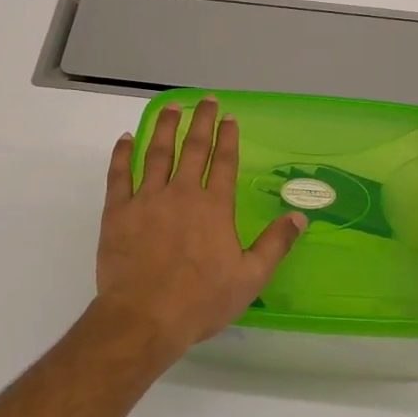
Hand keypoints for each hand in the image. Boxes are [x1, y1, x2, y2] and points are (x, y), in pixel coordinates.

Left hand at [93, 97, 306, 359]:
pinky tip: (125, 139)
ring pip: (156, 153)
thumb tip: (300, 217)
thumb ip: (275, 244)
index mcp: (214, 207)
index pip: (224, 162)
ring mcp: (147, 199)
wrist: (144, 316)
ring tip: (170, 107)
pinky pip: (119, 174)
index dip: (228, 137)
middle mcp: (181, 193)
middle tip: (205, 100)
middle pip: (193, 148)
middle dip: (200, 121)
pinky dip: (122, 154)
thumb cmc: (200, 301)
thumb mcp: (250, 278)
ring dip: (164, 127)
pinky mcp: (117, 211)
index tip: (229, 117)